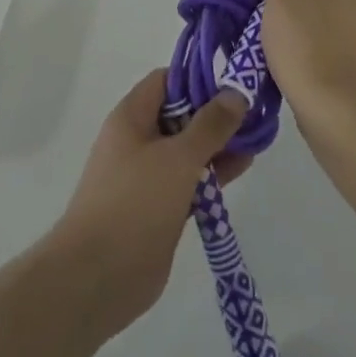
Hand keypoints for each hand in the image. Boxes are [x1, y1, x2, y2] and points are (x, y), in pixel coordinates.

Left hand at [48, 70, 249, 336]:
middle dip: (215, 114)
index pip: (167, 80)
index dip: (198, 78)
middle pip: (180, 114)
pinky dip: (212, 174)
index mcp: (132, 116)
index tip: (233, 84)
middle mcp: (138, 139)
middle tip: (254, 113)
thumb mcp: (178, 158)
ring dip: (218, 145)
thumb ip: (210, 125)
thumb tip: (235, 92)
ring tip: (257, 140)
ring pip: (187, 149)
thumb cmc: (135, 203)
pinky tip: (242, 169)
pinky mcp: (158, 207)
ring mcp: (147, 175)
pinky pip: (189, 180)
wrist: (98, 278)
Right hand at [262, 0, 355, 119]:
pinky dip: (321, 57)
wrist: (335, 108)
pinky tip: (305, 73)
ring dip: (308, 35)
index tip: (272, 8)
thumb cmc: (302, 44)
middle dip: (297, 11)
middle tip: (275, 31)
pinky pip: (335, 50)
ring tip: (287, 57)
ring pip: (326, 24)